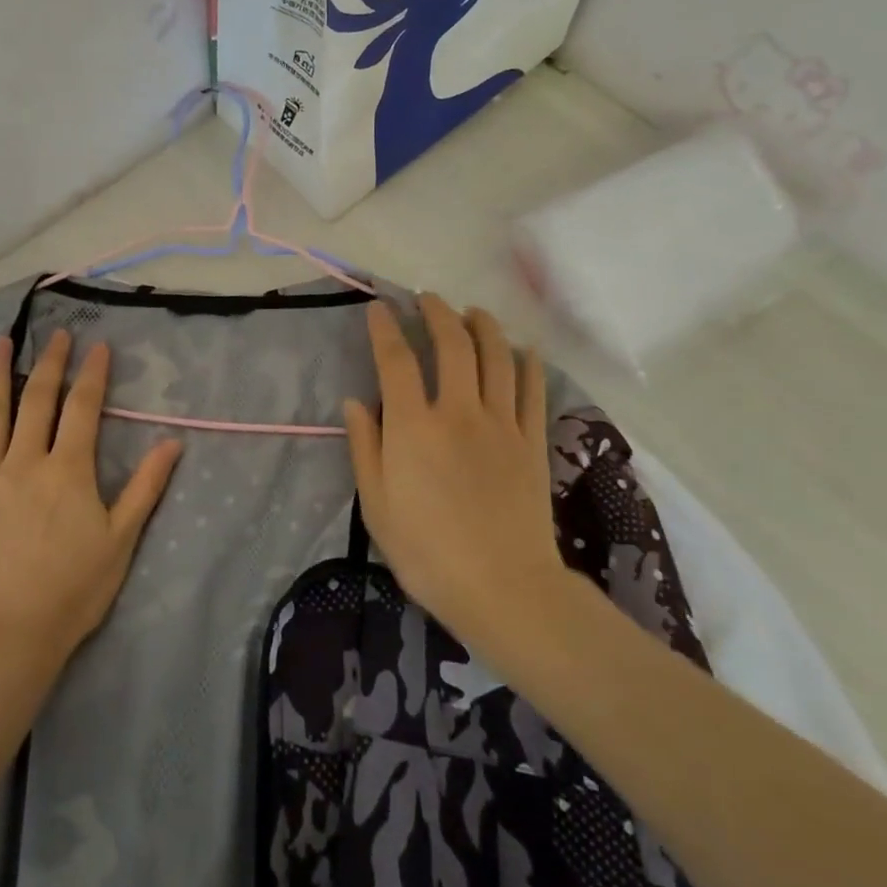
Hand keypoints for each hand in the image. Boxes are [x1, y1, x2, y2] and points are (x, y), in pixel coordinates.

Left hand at [0, 330, 181, 670]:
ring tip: (0, 342)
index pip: (83, 408)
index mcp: (68, 470)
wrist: (9, 635)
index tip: (97, 346)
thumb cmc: (74, 589)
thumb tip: (172, 443)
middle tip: (56, 334)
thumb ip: (145, 487)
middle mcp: (25, 462)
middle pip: (38, 400)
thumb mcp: (121, 539)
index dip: (92, 374)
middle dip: (50, 362)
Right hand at [343, 296, 579, 663]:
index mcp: (413, 427)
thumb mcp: (376, 505)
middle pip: (452, 344)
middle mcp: (457, 412)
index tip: (378, 308)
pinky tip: (523, 348)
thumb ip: (365, 447)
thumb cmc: (427, 551)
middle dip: (438, 313)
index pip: (396, 360)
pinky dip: (528, 361)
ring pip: (496, 356)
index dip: (385, 328)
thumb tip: (355, 402)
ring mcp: (500, 423)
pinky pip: (532, 388)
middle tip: (428, 299)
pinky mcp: (531, 441)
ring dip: (483, 325)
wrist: (502, 587)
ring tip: (472, 312)